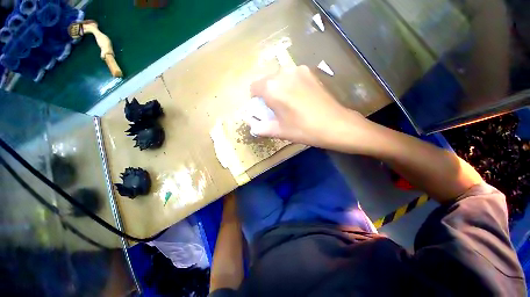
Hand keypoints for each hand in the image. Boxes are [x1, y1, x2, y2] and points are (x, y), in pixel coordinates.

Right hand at [248, 66, 371, 147]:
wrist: (335, 124)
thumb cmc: (303, 129)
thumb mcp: (279, 131)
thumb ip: (261, 127)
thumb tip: (252, 126)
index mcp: (272, 87)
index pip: (254, 87)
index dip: (256, 99)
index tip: (263, 109)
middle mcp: (283, 73)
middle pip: (266, 81)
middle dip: (267, 94)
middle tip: (277, 109)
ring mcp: (298, 70)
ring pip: (279, 78)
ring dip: (279, 89)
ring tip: (290, 104)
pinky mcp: (310, 72)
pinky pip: (292, 77)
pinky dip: (290, 86)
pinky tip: (300, 98)